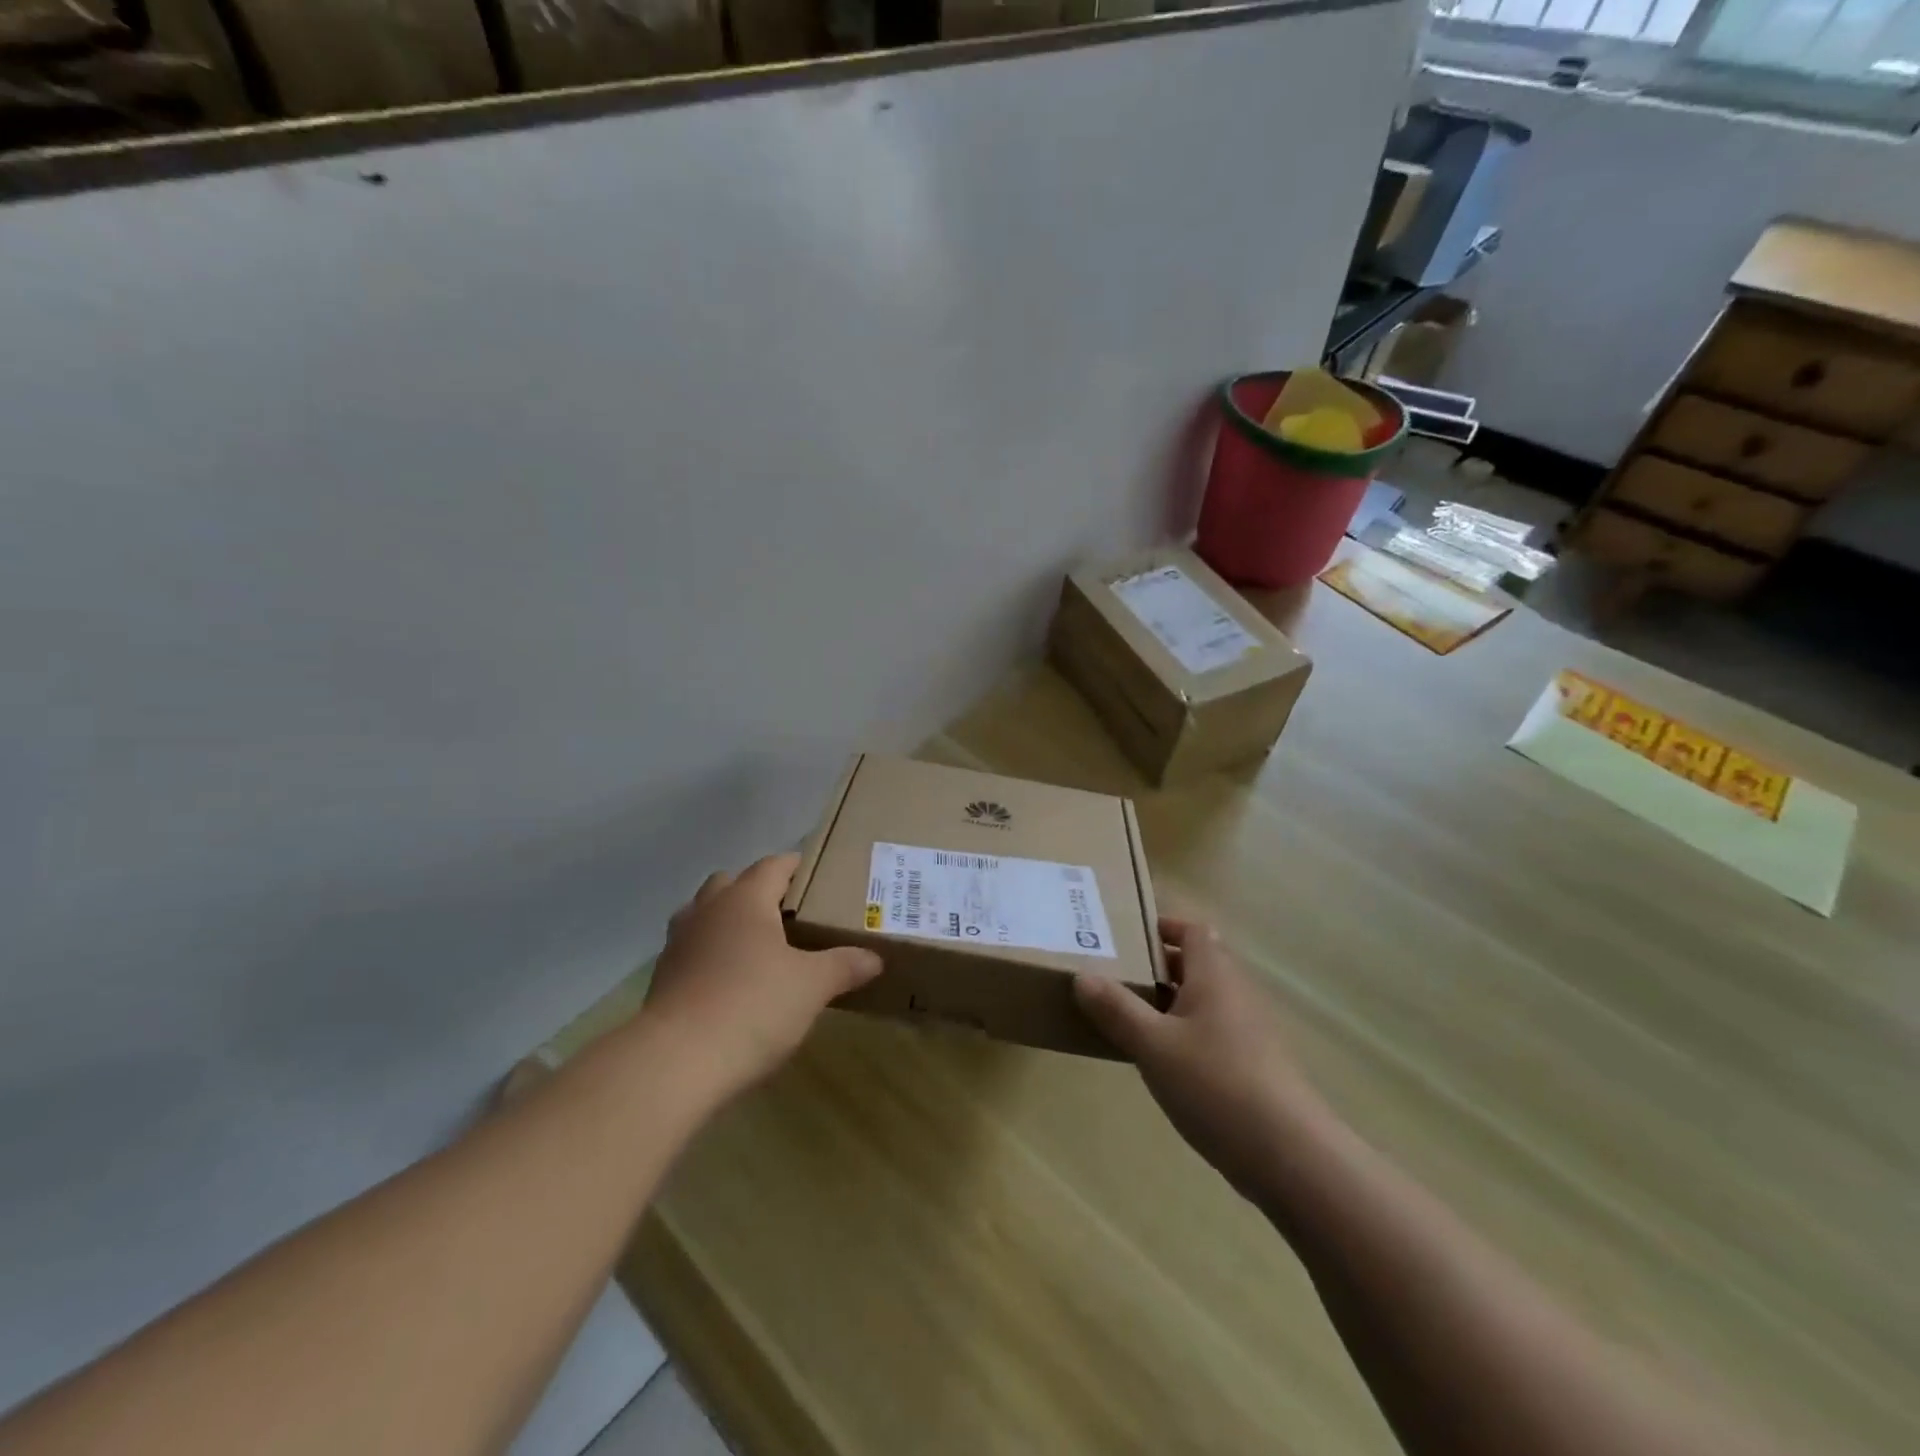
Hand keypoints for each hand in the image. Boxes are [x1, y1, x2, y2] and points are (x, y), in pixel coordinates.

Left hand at [642, 853, 882, 1099]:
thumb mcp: (812, 986)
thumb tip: (874, 958)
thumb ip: (844, 965)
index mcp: (744, 899)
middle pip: (731, 883)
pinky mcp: (662, 979)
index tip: (817, 876)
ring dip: (727, 921)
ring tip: (757, 947)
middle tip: (788, 914)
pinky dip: (710, 955)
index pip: (773, 866)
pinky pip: (692, 950)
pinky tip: (730, 983)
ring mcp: (678, 944)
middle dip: (757, 891)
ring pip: (704, 915)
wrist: (676, 1062)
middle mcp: (707, 910)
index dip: (795, 866)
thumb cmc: (752, 1006)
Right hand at [1074, 918, 1324, 1197]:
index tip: (1126, 936)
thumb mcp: (1153, 1045)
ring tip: (1128, 1018)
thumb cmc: (1215, 1083)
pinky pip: (1213, 1032)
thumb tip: (1082, 975)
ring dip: (1169, 1002)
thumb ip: (1117, 1009)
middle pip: (1197, 963)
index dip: (1163, 926)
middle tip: (1115, 975)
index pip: (1193, 929)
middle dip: (1158, 966)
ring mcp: (1250, 1030)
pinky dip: (1185, 1034)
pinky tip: (1162, 1062)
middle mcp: (1236, 993)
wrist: (1289, 1155)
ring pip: (1204, 1000)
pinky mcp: (1254, 1065)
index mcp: (1214, 974)